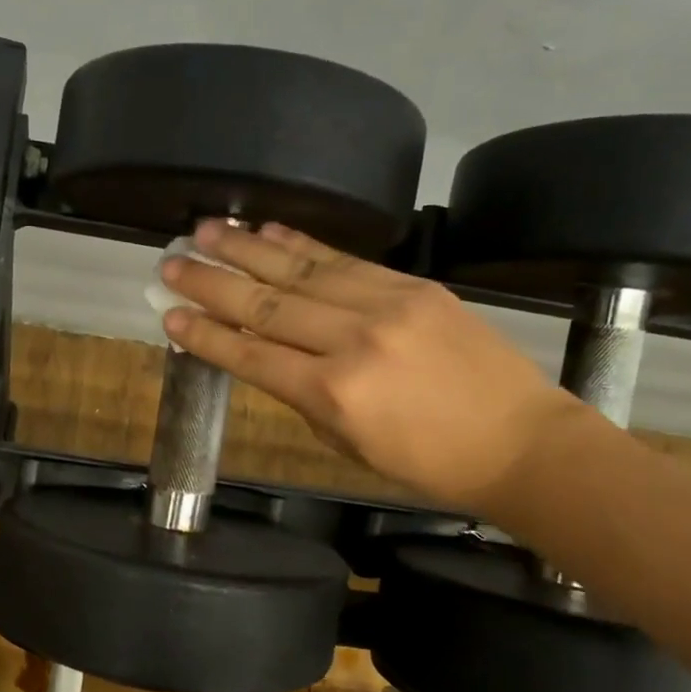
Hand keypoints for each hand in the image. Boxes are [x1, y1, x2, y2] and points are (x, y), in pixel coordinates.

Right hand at [160, 221, 577, 516]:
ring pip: (300, 269)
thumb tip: (268, 357)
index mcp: (333, 393)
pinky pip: (345, 259)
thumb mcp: (348, 444)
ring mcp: (386, 305)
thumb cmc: (428, 462)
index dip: (206, 335)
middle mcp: (353, 340)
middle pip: (265, 304)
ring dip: (247, 248)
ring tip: (206, 229)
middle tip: (169, 262)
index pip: (251, 355)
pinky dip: (302, 243)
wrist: (521, 442)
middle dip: (211, 282)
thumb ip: (304, 396)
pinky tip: (269, 230)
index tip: (169, 316)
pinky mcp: (414, 286)